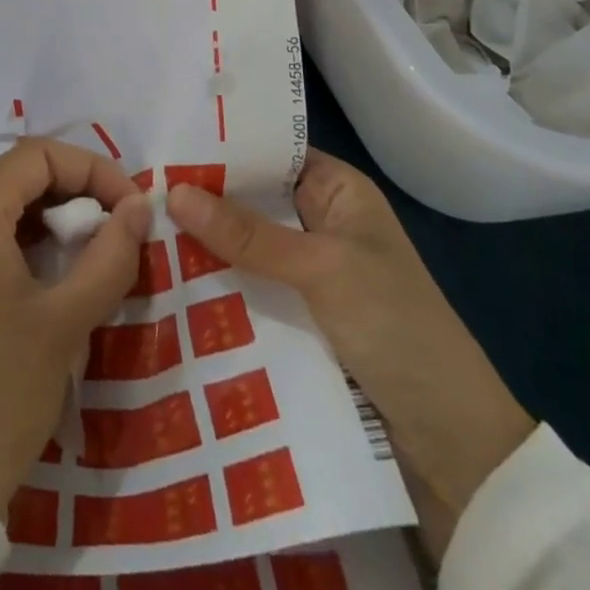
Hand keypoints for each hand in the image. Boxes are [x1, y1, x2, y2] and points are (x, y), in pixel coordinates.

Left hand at [0, 138, 152, 520]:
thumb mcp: (66, 321)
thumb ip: (110, 254)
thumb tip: (140, 207)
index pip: (36, 155)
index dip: (92, 169)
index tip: (131, 206)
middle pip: (15, 178)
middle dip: (73, 195)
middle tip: (115, 233)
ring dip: (47, 222)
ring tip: (88, 257)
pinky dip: (17, 245)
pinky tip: (46, 280)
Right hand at [167, 149, 534, 561]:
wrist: (455, 446)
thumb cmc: (398, 327)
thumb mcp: (323, 269)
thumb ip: (248, 234)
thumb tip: (172, 191)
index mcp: (337, 190)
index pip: (268, 153)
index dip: (219, 148)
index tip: (161, 142)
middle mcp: (319, 221)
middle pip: (251, 200)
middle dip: (202, 198)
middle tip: (135, 188)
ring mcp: (307, 271)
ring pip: (244, 246)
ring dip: (204, 245)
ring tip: (137, 229)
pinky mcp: (297, 317)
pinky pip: (248, 287)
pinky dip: (217, 284)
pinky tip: (168, 278)